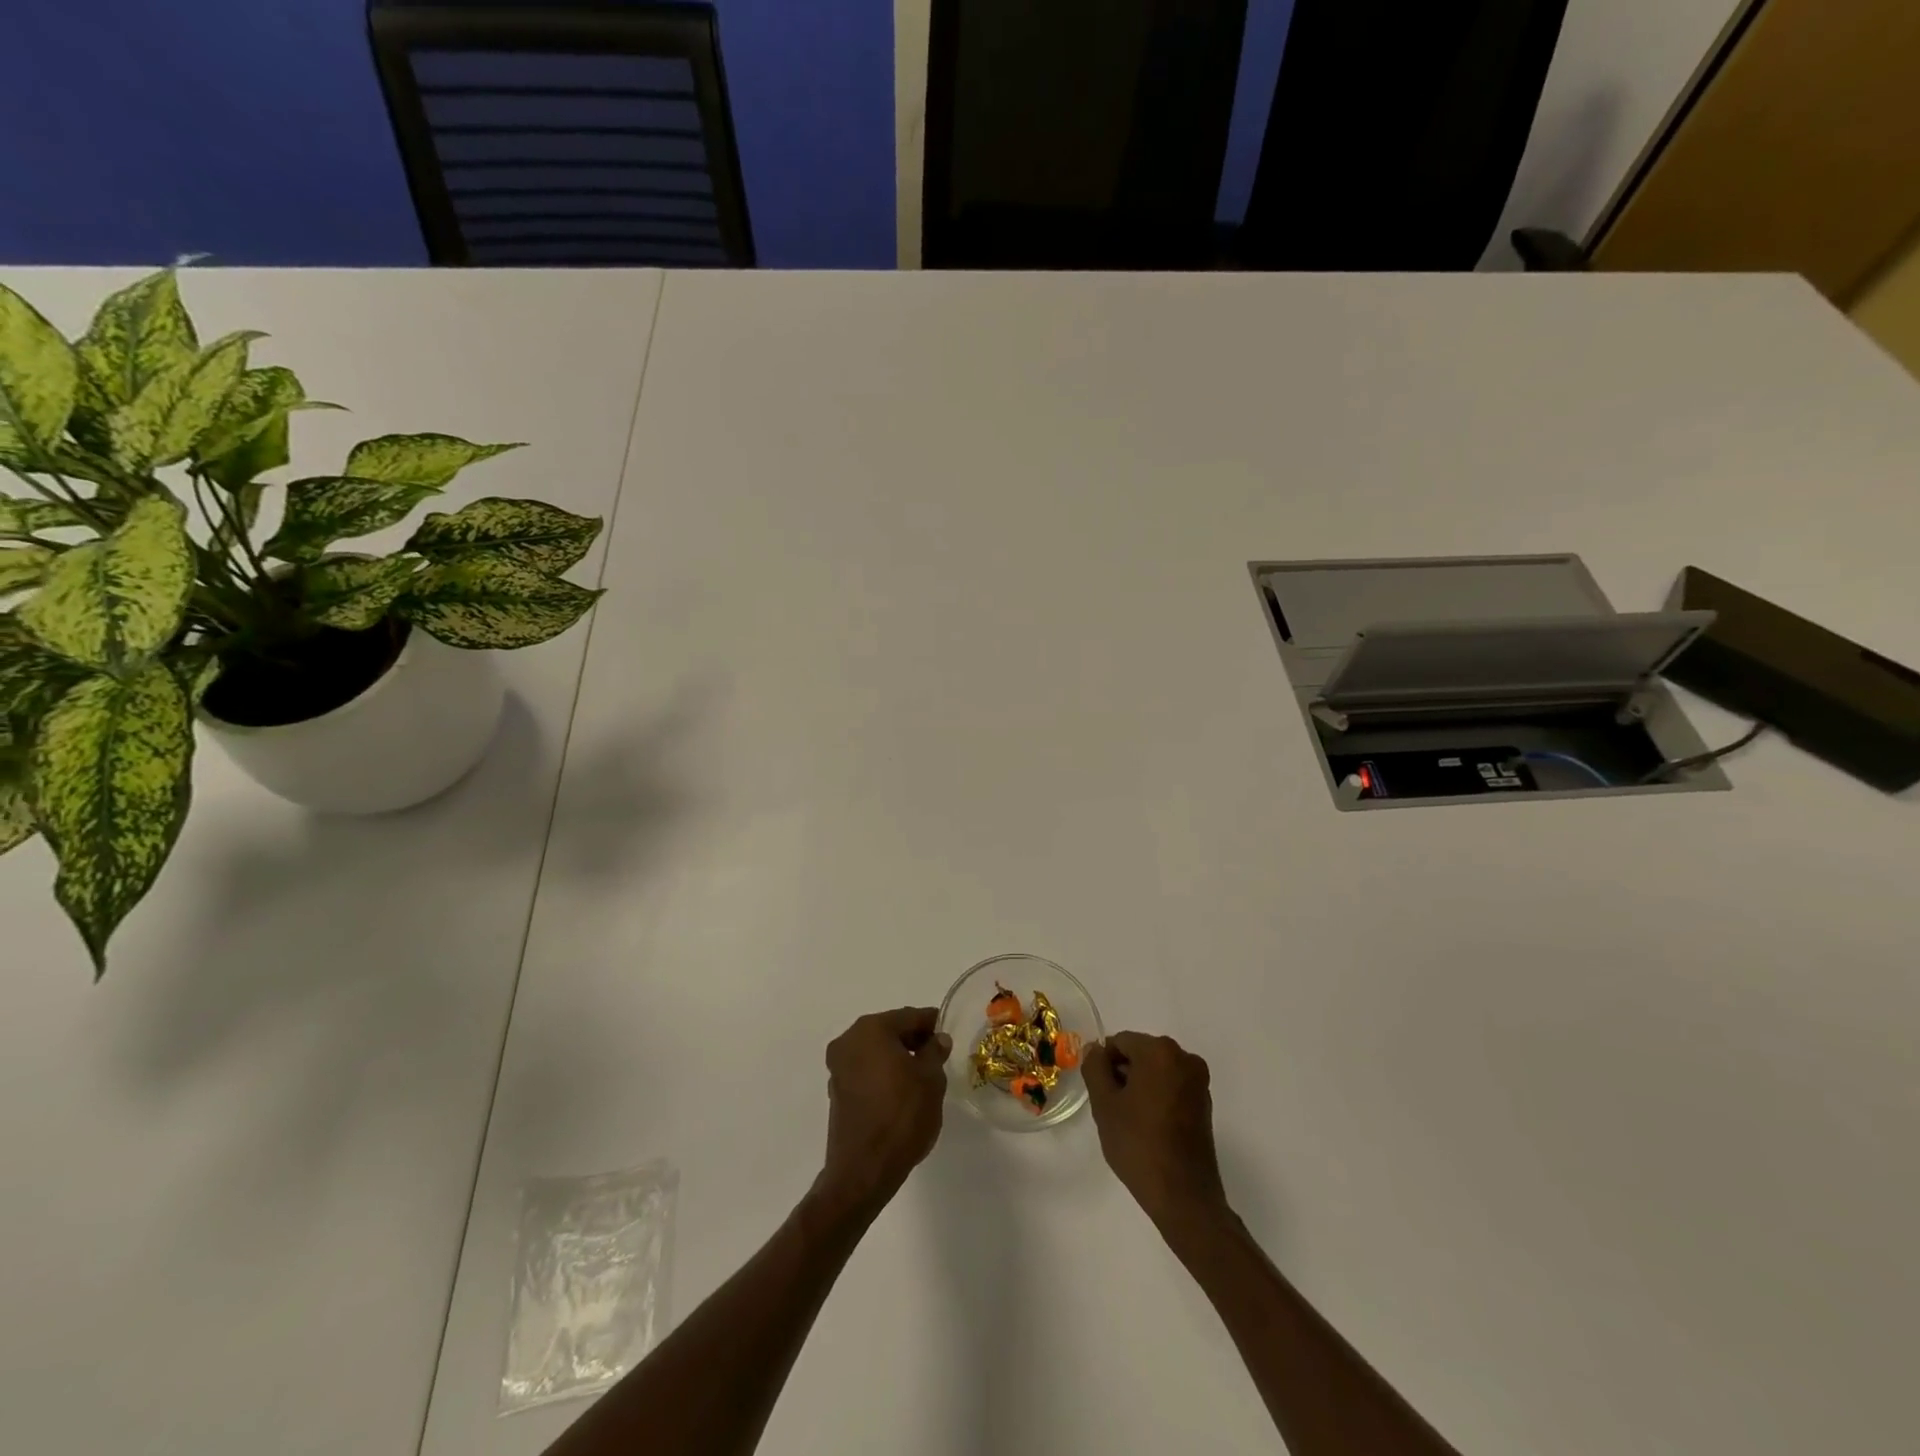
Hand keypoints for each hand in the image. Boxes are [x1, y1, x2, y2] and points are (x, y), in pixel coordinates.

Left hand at [814, 1007, 951, 1217]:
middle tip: (938, 1053)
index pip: (909, 1016)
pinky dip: (883, 1073)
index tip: (948, 1032)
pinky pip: (866, 1070)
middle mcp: (849, 1041)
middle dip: (913, 1039)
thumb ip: (935, 1052)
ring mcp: (839, 1067)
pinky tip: (901, 1090)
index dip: (932, 1023)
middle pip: (889, 1030)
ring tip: (922, 1073)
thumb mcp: (931, 1079)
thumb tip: (937, 1040)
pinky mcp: (837, 1091)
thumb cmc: (902, 1116)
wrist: (864, 1170)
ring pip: (875, 1051)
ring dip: (897, 1056)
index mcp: (871, 1029)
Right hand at [1084, 1032, 1229, 1230]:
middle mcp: (1184, 1058)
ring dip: (1139, 1086)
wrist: (1184, 1197)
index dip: (1104, 1064)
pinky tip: (1148, 1127)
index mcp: (1160, 1051)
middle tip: (1112, 1108)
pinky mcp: (1205, 1103)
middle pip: (1140, 1053)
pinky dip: (1156, 1097)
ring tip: (1129, 1121)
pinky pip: (1171, 1087)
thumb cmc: (1138, 1144)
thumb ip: (1094, 1068)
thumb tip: (1094, 1049)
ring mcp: (1198, 1081)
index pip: (1120, 1042)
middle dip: (1123, 1074)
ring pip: (1156, 1071)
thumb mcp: (1104, 1104)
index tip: (1099, 1093)